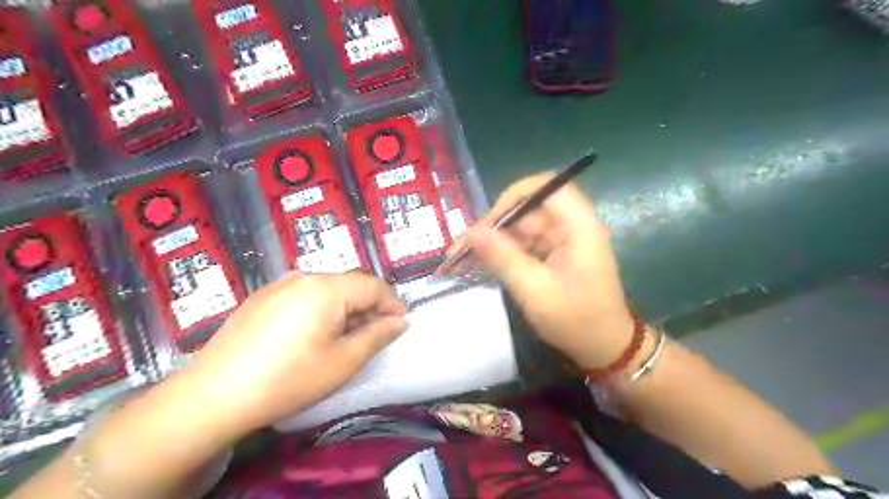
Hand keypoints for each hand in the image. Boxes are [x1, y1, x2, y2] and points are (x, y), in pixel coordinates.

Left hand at [182, 272, 408, 433]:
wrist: (213, 396)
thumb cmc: (289, 379)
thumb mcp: (343, 361)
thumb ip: (377, 336)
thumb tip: (400, 321)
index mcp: (327, 288)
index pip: (373, 285)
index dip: (392, 303)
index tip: (401, 324)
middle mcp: (304, 277)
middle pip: (349, 284)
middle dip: (369, 306)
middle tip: (375, 334)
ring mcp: (279, 285)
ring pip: (327, 289)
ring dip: (345, 307)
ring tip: (345, 337)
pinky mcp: (262, 297)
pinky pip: (303, 295)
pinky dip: (321, 309)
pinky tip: (313, 335)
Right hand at [461, 173, 636, 372]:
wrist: (604, 348)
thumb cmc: (576, 321)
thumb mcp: (535, 290)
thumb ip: (504, 258)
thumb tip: (473, 233)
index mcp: (579, 227)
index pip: (547, 188)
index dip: (514, 196)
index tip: (488, 220)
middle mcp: (573, 226)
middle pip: (530, 209)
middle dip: (496, 224)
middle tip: (465, 246)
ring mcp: (564, 240)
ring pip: (524, 227)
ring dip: (496, 240)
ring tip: (464, 256)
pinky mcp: (557, 254)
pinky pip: (526, 243)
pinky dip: (505, 252)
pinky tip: (482, 263)